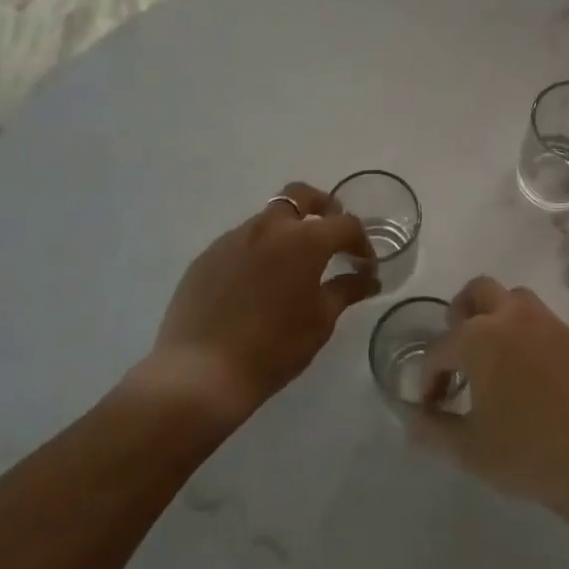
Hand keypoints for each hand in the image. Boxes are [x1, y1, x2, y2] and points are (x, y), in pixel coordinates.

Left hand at [123, 182, 377, 430]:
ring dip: (288, 231)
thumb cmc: (273, 347)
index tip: (365, 266)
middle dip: (323, 207)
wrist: (200, 373)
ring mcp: (233, 239)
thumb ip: (346, 291)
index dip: (361, 242)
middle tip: (332, 235)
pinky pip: (241, 242)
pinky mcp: (207, 257)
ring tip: (294, 266)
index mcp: (304, 240)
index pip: (344, 224)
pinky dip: (259, 251)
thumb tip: (368, 279)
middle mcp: (268, 227)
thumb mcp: (320, 321)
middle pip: (301, 195)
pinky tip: (258, 284)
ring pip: (268, 218)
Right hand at [407, 276, 568, 515]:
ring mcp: (553, 324)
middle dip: (461, 314)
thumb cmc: (530, 453)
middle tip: (459, 353)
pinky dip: (531, 340)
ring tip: (496, 359)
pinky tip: (535, 377)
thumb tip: (412, 417)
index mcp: (480, 338)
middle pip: (479, 291)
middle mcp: (515, 318)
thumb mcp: (470, 450)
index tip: (429, 405)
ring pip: (517, 300)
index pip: (439, 348)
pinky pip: (547, 326)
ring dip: (499, 318)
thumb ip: (434, 429)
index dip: (427, 377)